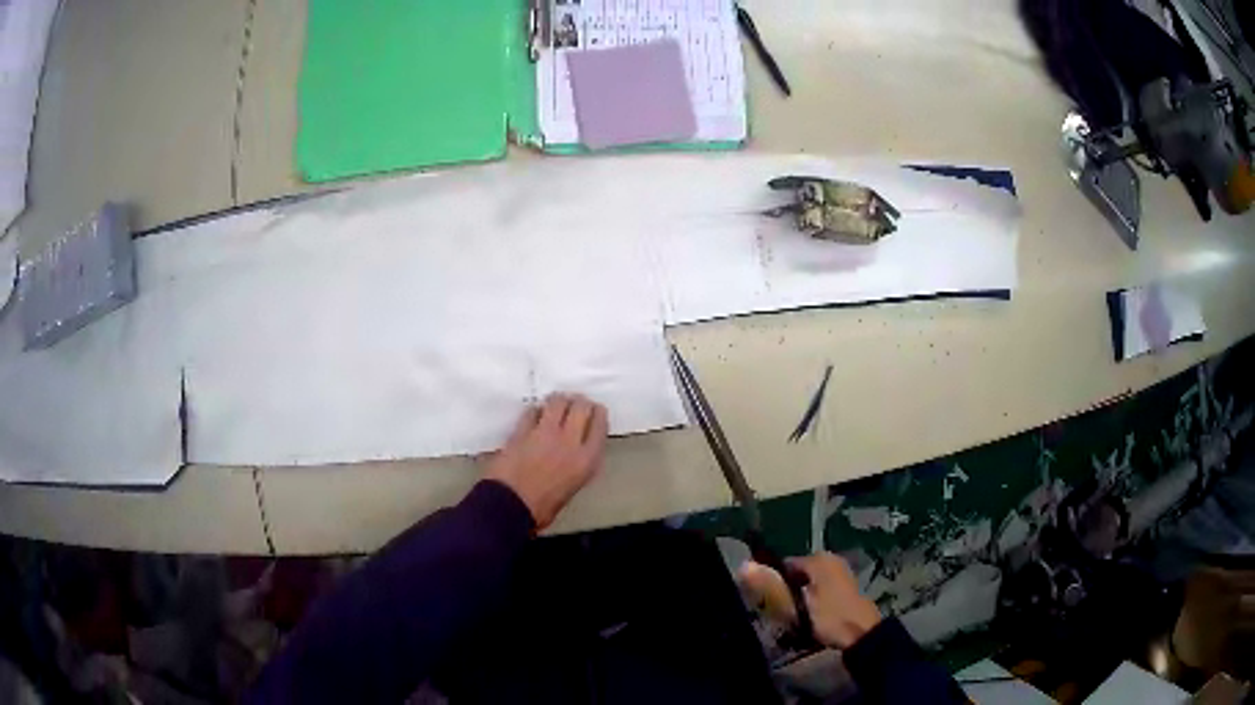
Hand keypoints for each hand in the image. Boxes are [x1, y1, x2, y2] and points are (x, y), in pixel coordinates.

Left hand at [485, 394, 608, 529]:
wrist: (510, 506)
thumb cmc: (543, 507)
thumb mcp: (573, 487)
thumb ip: (578, 465)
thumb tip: (574, 453)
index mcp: (586, 460)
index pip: (599, 425)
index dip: (598, 414)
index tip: (595, 411)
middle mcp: (570, 441)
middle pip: (581, 407)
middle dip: (580, 402)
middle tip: (576, 403)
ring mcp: (544, 433)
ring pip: (557, 402)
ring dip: (559, 400)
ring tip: (556, 404)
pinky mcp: (522, 431)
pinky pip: (532, 412)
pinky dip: (535, 411)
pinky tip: (535, 414)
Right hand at [739, 552, 881, 648]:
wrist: (862, 635)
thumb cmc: (829, 617)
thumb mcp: (796, 604)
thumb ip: (771, 586)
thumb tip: (743, 565)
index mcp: (819, 558)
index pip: (784, 564)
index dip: (772, 582)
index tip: (765, 604)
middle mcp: (830, 560)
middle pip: (796, 574)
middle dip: (786, 591)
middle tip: (780, 614)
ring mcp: (839, 573)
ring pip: (807, 584)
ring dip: (798, 599)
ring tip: (793, 619)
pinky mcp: (843, 588)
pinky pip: (817, 590)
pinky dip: (810, 602)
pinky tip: (808, 618)